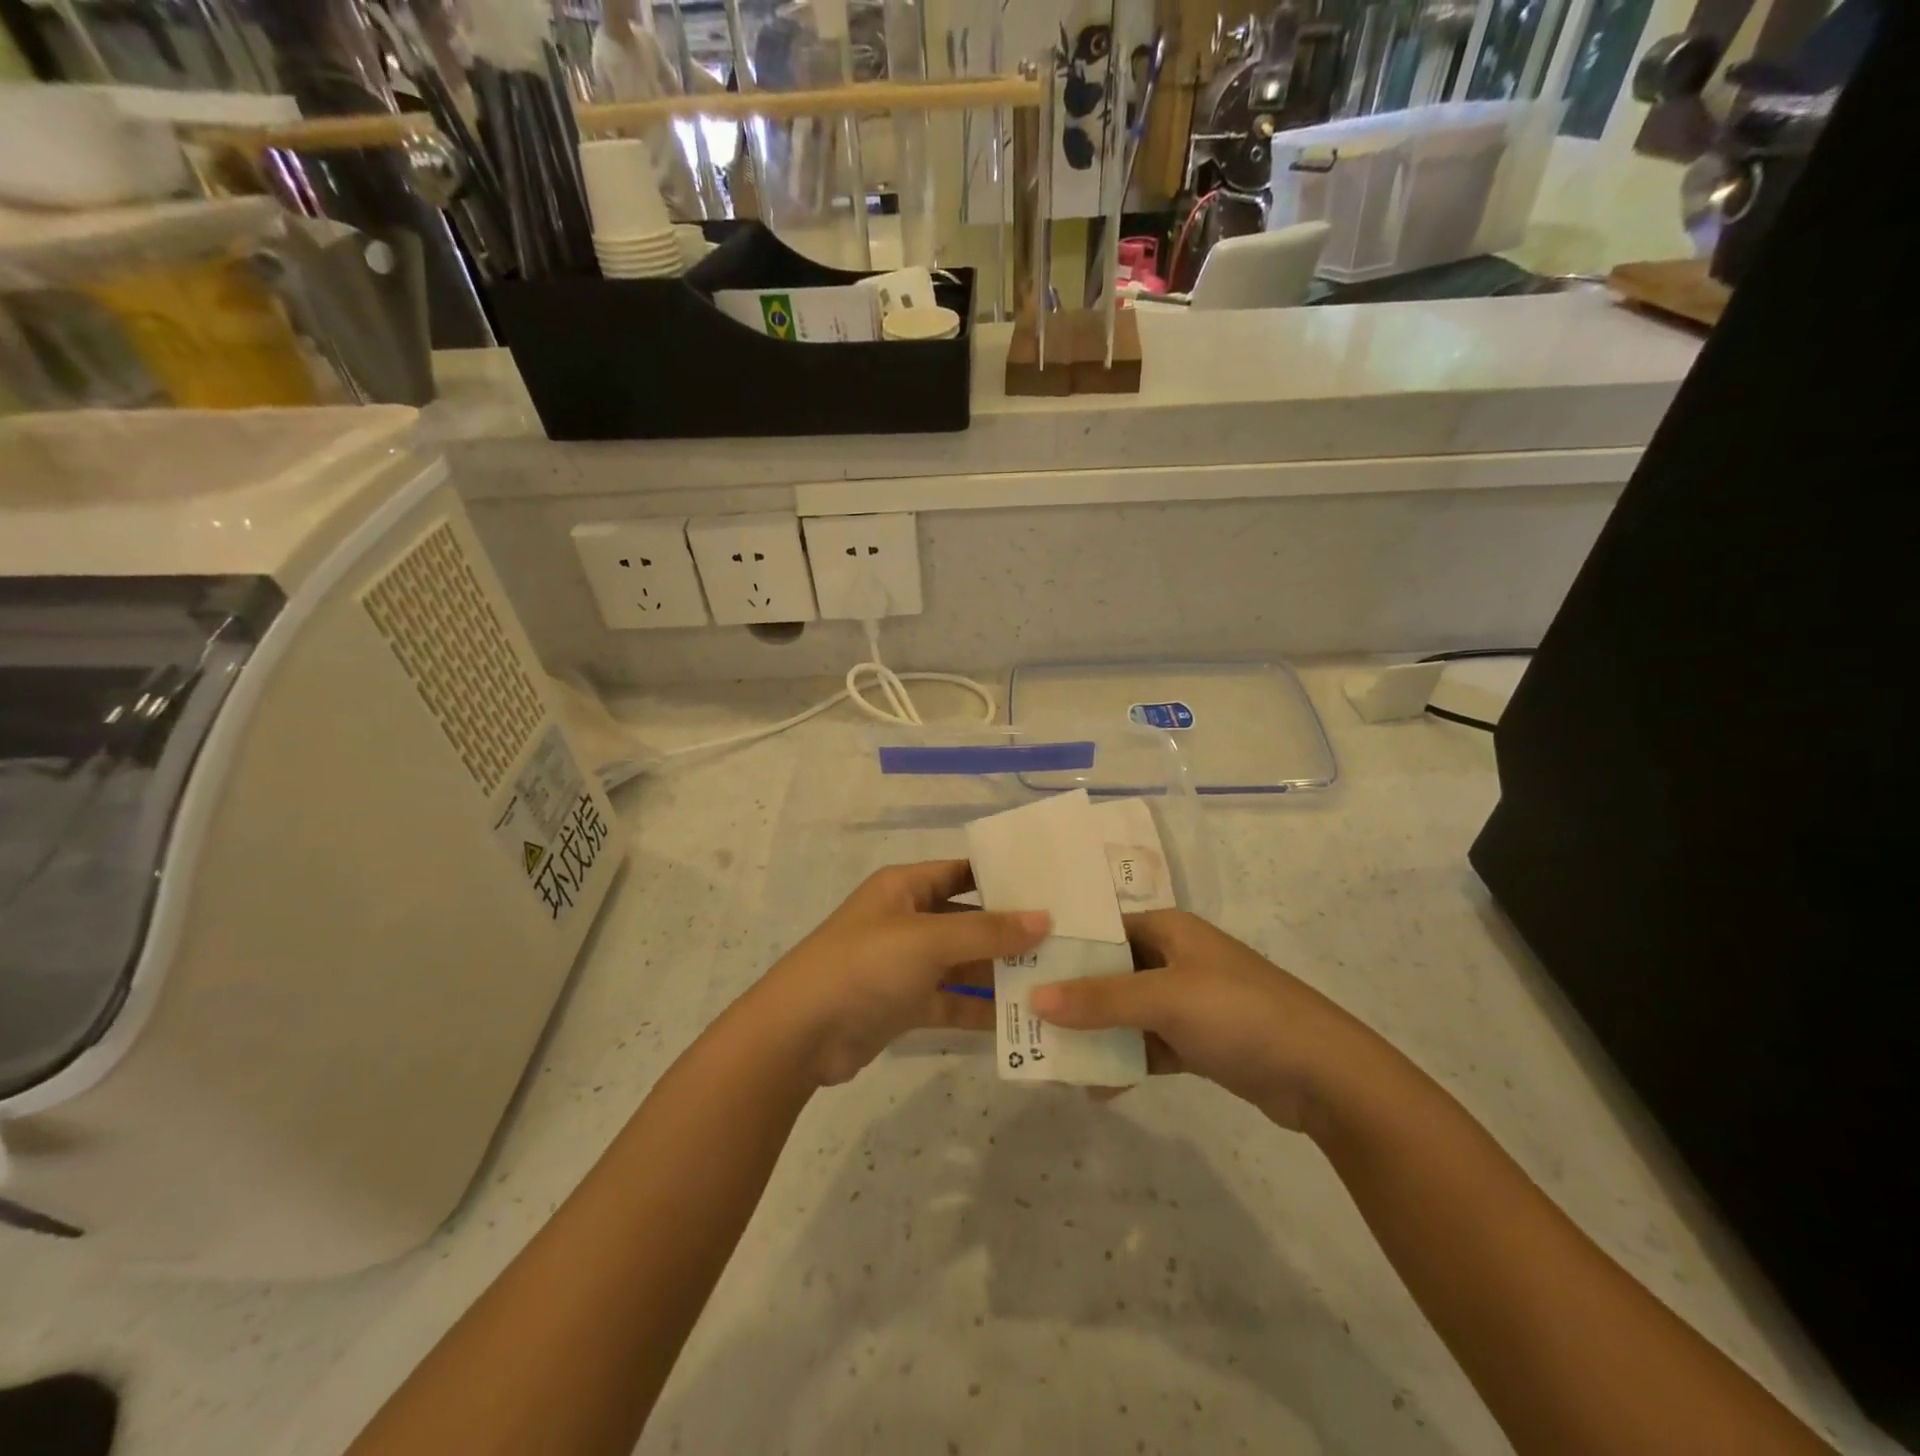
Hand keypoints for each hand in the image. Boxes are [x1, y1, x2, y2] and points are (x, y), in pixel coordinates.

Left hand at [754, 861, 1049, 1086]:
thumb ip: (987, 931)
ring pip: (963, 962)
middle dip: (1010, 930)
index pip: (963, 871)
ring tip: (1054, 980)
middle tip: (1066, 938)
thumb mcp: (928, 940)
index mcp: (905, 887)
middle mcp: (907, 919)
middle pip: (968, 918)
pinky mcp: (905, 1004)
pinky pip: (952, 1000)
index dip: (1003, 877)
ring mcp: (906, 964)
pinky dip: (980, 1007)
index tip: (1052, 887)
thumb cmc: (864, 966)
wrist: (799, 1034)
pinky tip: (1021, 1019)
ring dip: (1000, 972)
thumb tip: (1043, 919)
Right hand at [1028, 909, 1385, 1131]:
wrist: (1323, 1075)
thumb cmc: (1239, 1014)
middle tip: (1026, 1019)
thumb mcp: (1165, 999)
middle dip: (1072, 997)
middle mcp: (1175, 958)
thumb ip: (1100, 998)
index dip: (1063, 947)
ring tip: (1053, 1056)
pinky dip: (1125, 1061)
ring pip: (1126, 1012)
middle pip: (1110, 972)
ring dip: (1096, 1033)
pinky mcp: (1198, 1041)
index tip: (1020, 968)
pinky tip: (1097, 1086)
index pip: (1102, 929)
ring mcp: (1188, 1002)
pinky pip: (1147, 1045)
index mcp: (1169, 930)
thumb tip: (1035, 999)